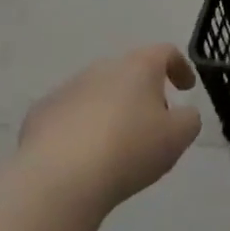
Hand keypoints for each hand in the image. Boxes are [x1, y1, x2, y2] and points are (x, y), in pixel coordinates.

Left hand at [18, 46, 202, 209]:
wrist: (59, 178)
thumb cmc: (129, 150)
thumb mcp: (177, 137)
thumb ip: (188, 119)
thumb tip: (181, 113)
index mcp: (138, 67)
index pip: (165, 52)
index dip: (180, 67)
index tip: (186, 88)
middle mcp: (102, 68)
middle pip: (129, 72)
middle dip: (143, 93)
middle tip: (152, 124)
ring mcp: (67, 89)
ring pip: (98, 93)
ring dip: (111, 110)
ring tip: (116, 146)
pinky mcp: (41, 113)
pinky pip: (70, 115)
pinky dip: (81, 128)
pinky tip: (83, 156)